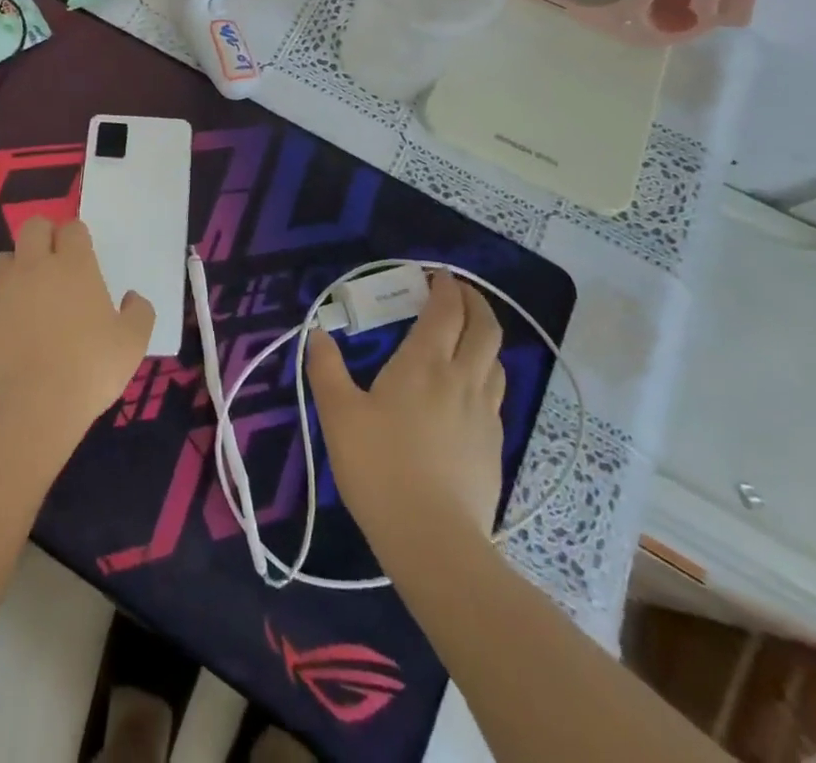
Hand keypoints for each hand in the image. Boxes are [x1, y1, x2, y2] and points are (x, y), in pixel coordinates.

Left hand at [0, 217, 153, 449]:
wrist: (31, 408)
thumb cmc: (89, 372)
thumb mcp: (133, 344)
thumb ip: (139, 312)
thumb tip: (131, 297)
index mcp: (74, 266)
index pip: (73, 229)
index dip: (76, 239)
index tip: (80, 258)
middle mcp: (33, 266)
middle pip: (33, 227)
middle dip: (42, 238)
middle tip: (50, 266)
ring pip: (1, 261)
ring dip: (13, 273)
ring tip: (21, 303)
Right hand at [307, 273, 506, 543]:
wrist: (434, 540)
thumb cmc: (380, 467)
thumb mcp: (338, 414)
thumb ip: (326, 368)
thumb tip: (318, 333)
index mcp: (425, 363)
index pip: (447, 310)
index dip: (446, 287)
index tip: (438, 275)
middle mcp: (462, 378)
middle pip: (485, 327)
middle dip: (475, 302)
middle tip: (458, 293)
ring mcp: (484, 413)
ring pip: (497, 360)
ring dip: (484, 337)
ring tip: (466, 337)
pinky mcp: (493, 445)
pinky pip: (495, 394)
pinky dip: (486, 374)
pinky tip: (468, 391)